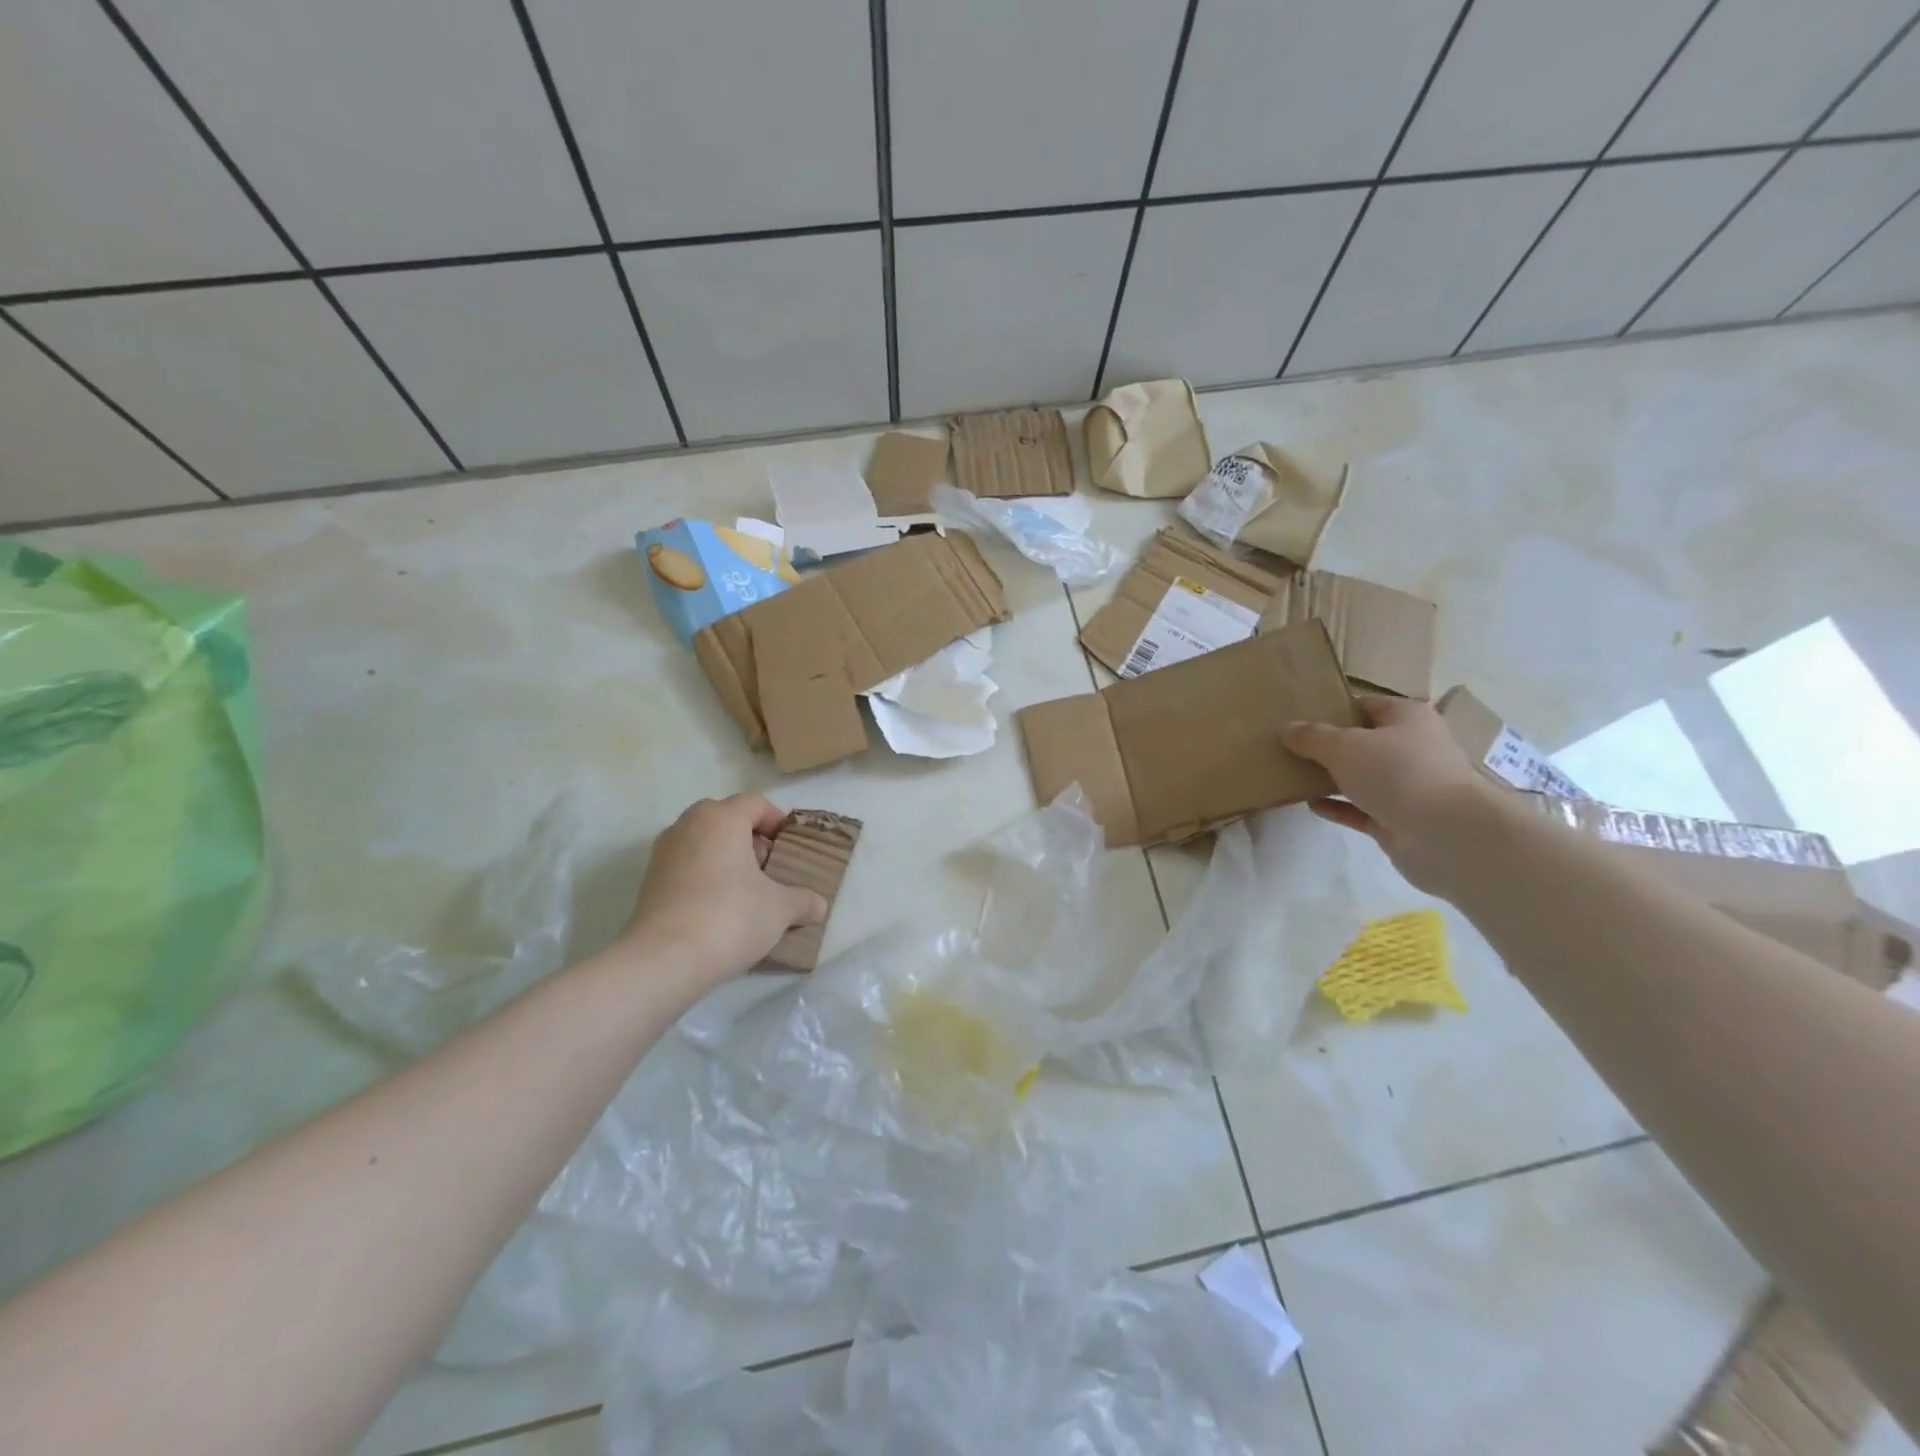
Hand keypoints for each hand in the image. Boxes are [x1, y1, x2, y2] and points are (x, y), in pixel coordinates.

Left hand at [622, 795, 827, 987]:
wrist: (664, 961)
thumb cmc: (730, 917)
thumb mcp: (780, 909)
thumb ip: (804, 901)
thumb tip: (819, 905)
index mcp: (721, 818)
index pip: (755, 803)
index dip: (778, 821)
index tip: (791, 847)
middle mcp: (688, 825)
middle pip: (725, 818)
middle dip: (750, 838)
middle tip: (769, 867)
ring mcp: (663, 853)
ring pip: (702, 841)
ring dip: (725, 857)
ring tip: (746, 891)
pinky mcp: (649, 882)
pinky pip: (685, 865)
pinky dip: (704, 876)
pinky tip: (719, 908)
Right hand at [1280, 696, 1506, 895]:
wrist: (1447, 835)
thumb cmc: (1398, 772)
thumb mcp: (1344, 746)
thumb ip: (1311, 737)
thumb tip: (1286, 728)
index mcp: (1406, 718)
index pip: (1365, 705)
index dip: (1333, 709)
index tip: (1299, 717)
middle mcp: (1411, 748)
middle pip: (1363, 742)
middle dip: (1328, 746)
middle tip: (1288, 748)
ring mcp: (1407, 787)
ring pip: (1361, 777)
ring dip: (1331, 778)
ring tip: (1292, 775)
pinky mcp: (1399, 820)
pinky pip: (1360, 809)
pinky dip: (1337, 807)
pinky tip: (1310, 805)